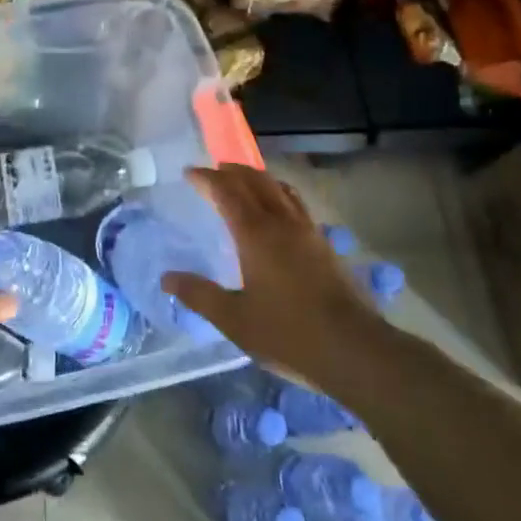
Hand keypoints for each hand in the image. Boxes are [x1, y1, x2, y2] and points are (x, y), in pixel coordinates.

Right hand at [162, 164, 378, 385]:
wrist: (353, 349)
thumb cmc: (288, 333)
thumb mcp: (234, 319)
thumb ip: (199, 295)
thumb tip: (167, 278)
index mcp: (255, 234)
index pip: (227, 191)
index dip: (207, 178)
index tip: (189, 173)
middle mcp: (282, 223)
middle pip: (256, 181)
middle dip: (232, 171)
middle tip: (214, 171)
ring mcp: (308, 232)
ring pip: (280, 189)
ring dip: (258, 179)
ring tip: (244, 183)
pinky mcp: (325, 245)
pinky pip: (296, 205)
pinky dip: (278, 195)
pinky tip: (278, 214)